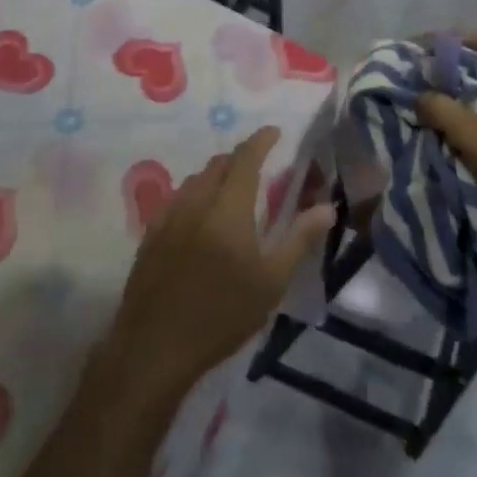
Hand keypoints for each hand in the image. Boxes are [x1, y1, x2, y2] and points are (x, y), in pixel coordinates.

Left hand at [102, 127, 335, 399]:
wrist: (156, 345)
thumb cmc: (222, 314)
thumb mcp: (271, 281)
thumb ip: (299, 238)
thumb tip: (327, 206)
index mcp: (228, 208)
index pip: (246, 159)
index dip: (261, 140)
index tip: (274, 131)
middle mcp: (196, 202)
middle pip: (218, 165)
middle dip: (239, 158)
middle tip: (258, 166)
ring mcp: (168, 217)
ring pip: (194, 181)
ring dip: (215, 176)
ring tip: (231, 191)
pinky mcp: (150, 235)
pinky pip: (176, 200)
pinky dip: (193, 195)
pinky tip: (198, 217)